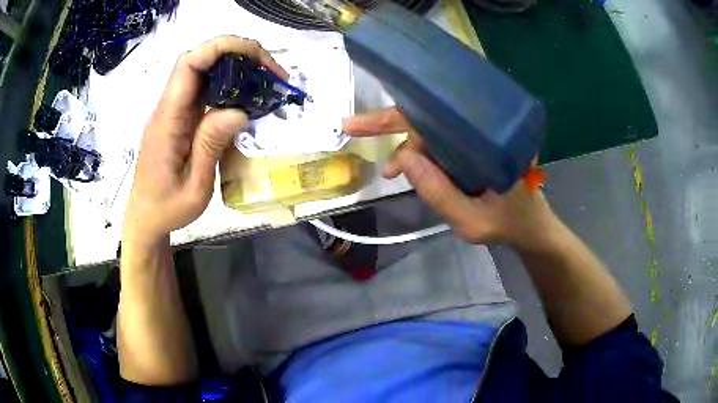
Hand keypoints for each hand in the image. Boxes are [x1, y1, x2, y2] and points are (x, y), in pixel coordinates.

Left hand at [123, 36, 286, 246]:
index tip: (257, 57)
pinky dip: (229, 86)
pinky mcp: (180, 118)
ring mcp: (174, 111)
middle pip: (199, 60)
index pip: (189, 65)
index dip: (221, 48)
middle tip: (271, 73)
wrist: (146, 217)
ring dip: (236, 68)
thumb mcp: (194, 187)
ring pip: (203, 72)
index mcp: (168, 121)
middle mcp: (169, 108)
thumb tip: (238, 110)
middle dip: (237, 54)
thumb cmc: (167, 208)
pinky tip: (247, 98)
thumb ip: (210, 147)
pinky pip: (204, 90)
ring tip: (265, 83)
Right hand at [343, 107, 557, 250]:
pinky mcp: (476, 145)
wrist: (533, 229)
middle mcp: (486, 128)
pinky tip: (409, 168)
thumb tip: (401, 157)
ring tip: (390, 172)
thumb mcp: (471, 221)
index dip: (398, 116)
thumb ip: (438, 193)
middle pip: (431, 115)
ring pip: (433, 130)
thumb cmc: (509, 226)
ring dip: (407, 147)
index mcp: (490, 138)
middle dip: (390, 123)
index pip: (438, 115)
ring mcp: (480, 135)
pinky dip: (421, 154)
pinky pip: (443, 142)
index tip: (363, 123)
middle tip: (352, 128)